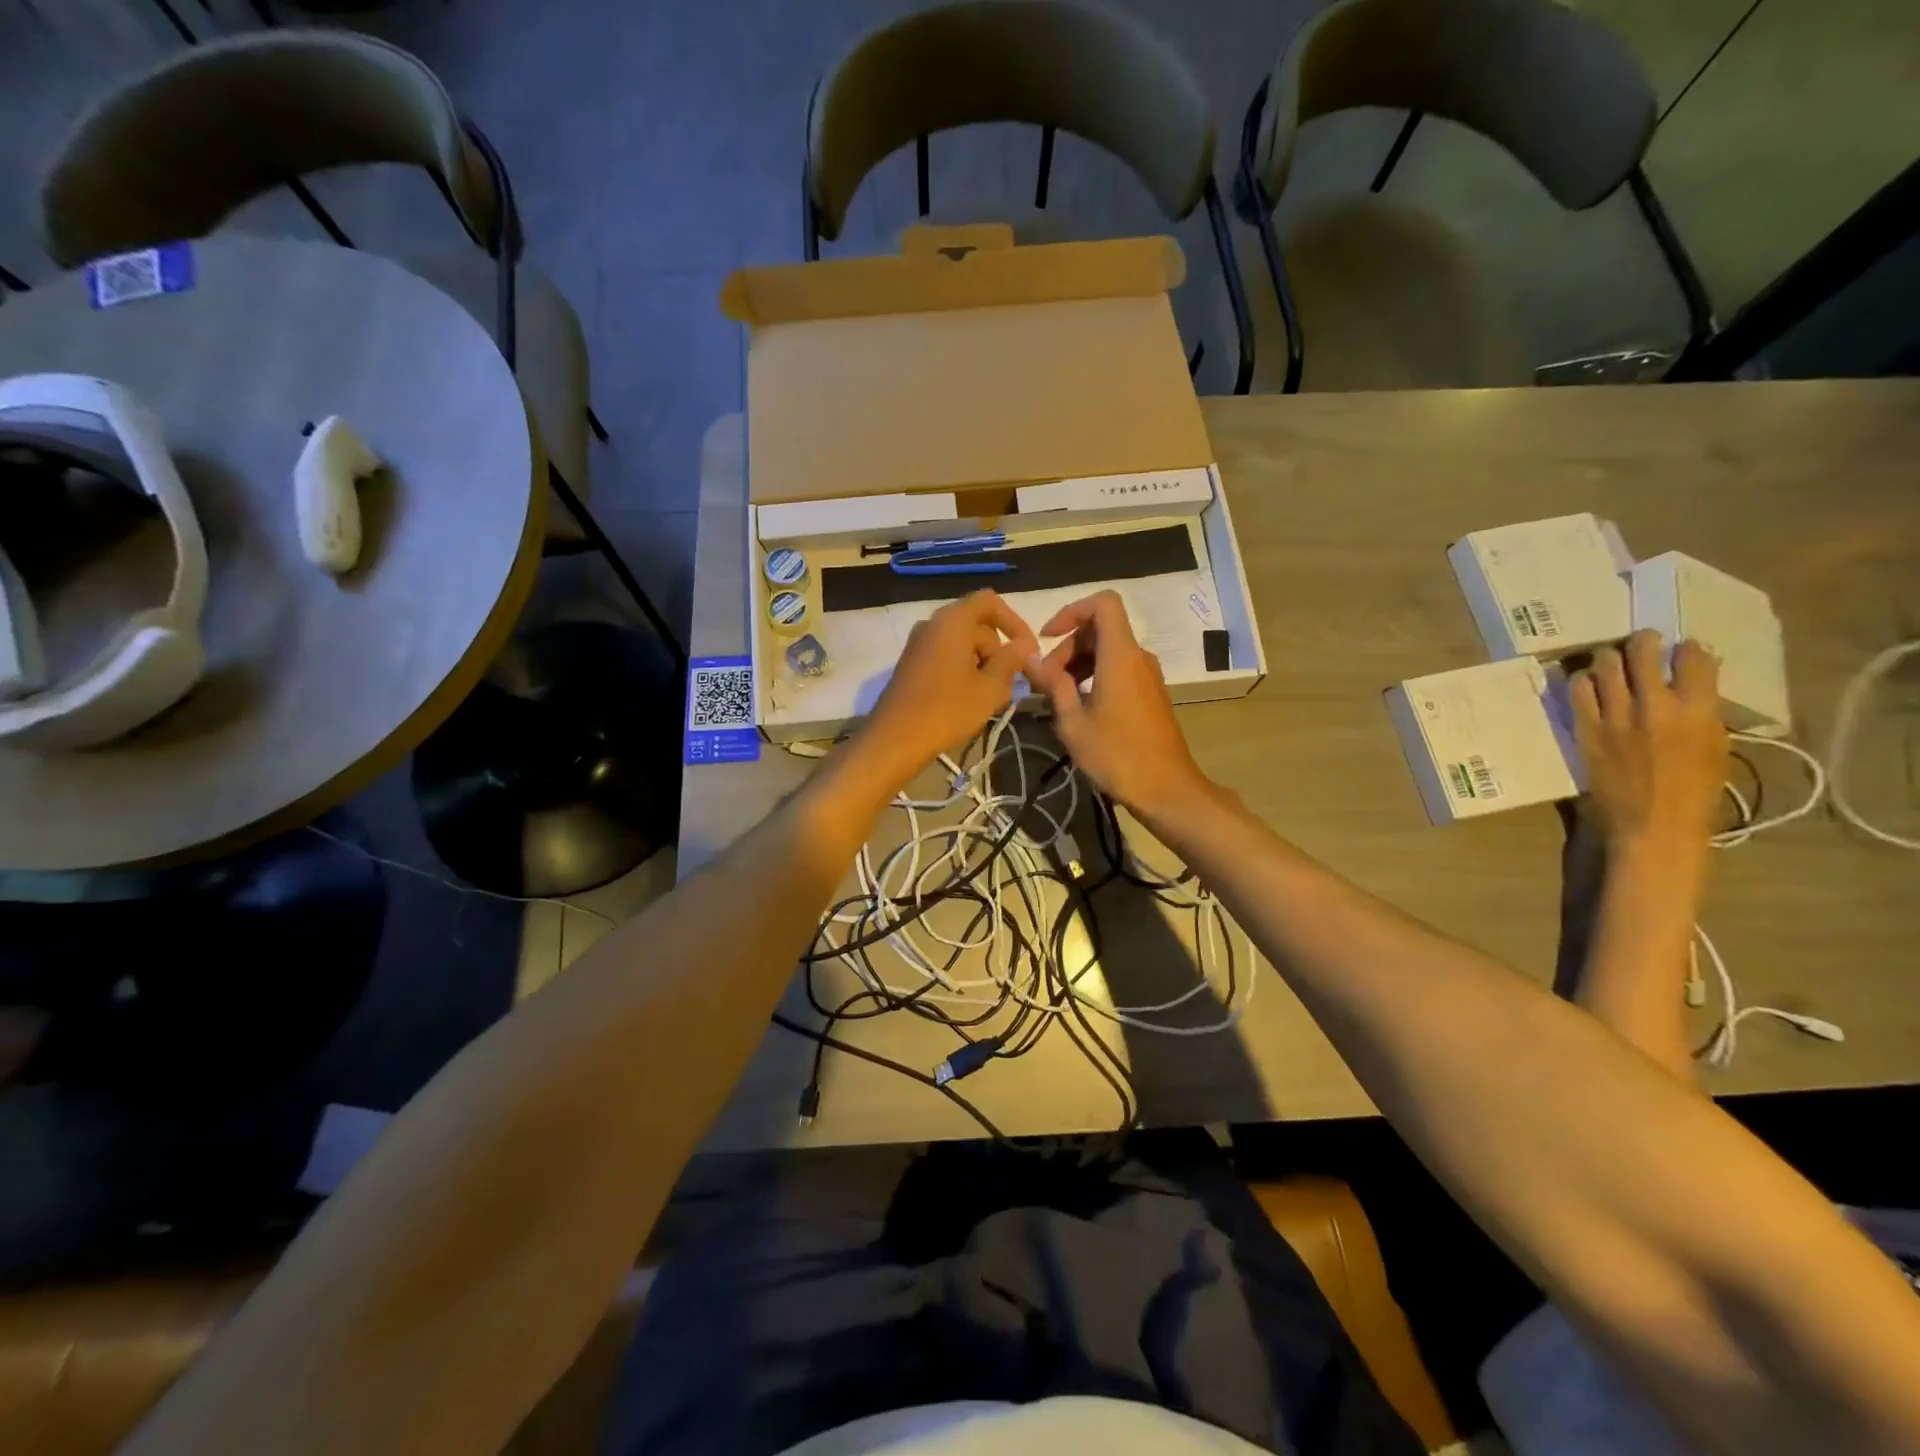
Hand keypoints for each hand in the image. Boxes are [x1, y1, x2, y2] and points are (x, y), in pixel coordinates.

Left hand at [852, 590, 1037, 792]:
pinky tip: (969, 699)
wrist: (895, 739)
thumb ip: (1011, 660)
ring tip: (992, 696)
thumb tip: (1025, 645)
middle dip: (998, 649)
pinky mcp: (911, 664)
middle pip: (976, 624)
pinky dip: (963, 670)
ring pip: (961, 643)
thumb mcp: (990, 687)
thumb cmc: (948, 709)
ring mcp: (918, 644)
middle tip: (1009, 682)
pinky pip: (945, 656)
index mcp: (952, 620)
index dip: (1014, 621)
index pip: (990, 602)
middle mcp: (932, 624)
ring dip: (982, 663)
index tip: (1027, 650)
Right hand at [1024, 590, 1209, 819]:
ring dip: (1079, 664)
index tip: (1048, 638)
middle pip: (1101, 629)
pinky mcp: (1151, 695)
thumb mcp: (1074, 722)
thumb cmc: (1117, 755)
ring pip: (1109, 651)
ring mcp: (1148, 676)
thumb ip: (1053, 685)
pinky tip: (1080, 709)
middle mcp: (1138, 658)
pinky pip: (1119, 670)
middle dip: (1068, 646)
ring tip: (1057, 697)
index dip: (1072, 611)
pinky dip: (1095, 676)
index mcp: (1121, 655)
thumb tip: (1029, 659)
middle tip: (1045, 682)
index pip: (1103, 603)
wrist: (1167, 790)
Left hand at [1571, 630, 1726, 863]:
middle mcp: (1656, 706)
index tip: (1681, 647)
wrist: (1652, 822)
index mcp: (1699, 711)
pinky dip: (1581, 680)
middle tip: (1640, 640)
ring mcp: (1617, 715)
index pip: (1695, 660)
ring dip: (1608, 657)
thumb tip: (1695, 684)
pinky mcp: (1586, 728)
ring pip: (1606, 666)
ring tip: (1610, 658)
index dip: (1688, 648)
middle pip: (1643, 654)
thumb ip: (1704, 712)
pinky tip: (1585, 681)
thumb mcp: (1715, 746)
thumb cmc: (1694, 791)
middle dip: (1642, 641)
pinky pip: (1578, 691)